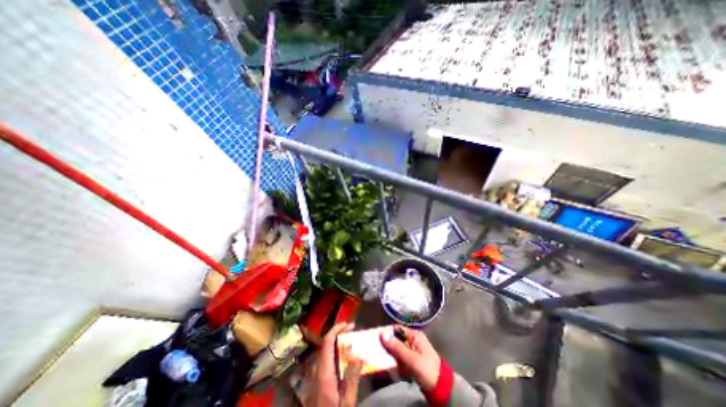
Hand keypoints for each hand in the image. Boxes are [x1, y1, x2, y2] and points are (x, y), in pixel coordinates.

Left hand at [310, 323, 361, 405]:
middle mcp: (317, 369)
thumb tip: (358, 355)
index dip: (336, 330)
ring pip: (325, 351)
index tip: (347, 324)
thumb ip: (351, 377)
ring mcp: (315, 375)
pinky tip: (343, 356)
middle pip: (326, 344)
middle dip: (339, 334)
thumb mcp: (346, 401)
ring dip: (337, 342)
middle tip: (352, 330)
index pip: (326, 342)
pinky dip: (335, 352)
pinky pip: (325, 359)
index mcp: (323, 372)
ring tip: (350, 339)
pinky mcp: (316, 380)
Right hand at [380, 324, 441, 391]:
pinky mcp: (413, 360)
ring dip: (396, 360)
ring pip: (398, 350)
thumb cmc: (427, 370)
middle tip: (386, 357)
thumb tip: (381, 333)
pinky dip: (400, 365)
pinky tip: (403, 373)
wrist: (442, 389)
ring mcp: (413, 350)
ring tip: (400, 368)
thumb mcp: (411, 359)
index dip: (387, 333)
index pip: (396, 329)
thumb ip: (396, 347)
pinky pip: (402, 359)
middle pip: (396, 339)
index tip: (377, 340)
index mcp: (414, 335)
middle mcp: (413, 339)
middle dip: (391, 349)